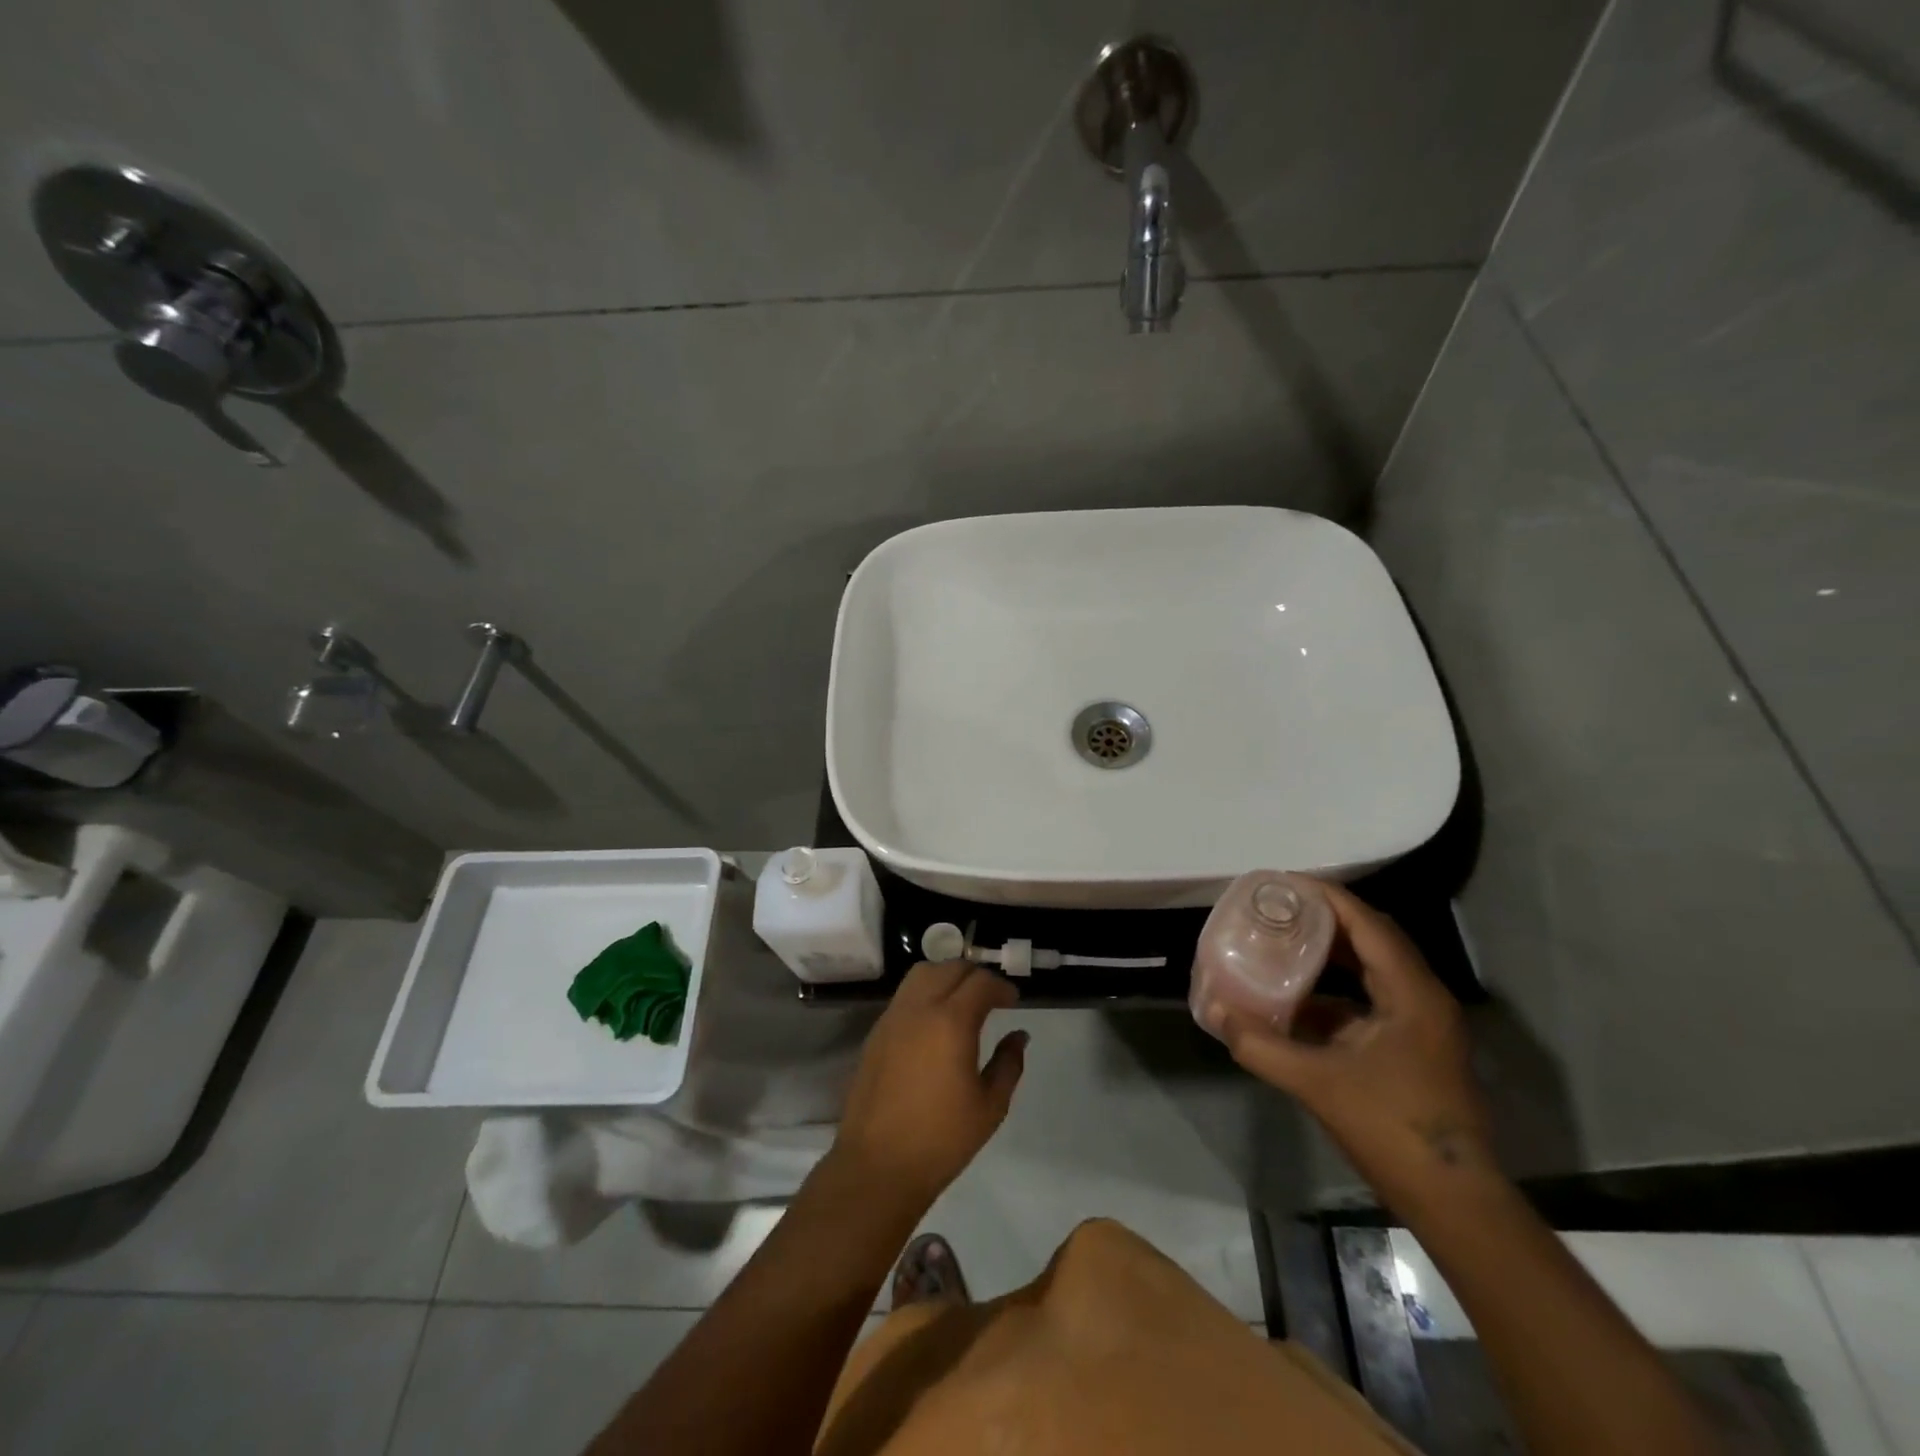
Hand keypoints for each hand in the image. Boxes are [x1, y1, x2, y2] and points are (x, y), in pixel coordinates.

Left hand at [833, 961, 1026, 1209]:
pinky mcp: (876, 1032)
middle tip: (992, 998)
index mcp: (951, 1022)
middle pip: (950, 968)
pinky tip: (935, 1022)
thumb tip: (1018, 1036)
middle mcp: (919, 1008)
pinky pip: (904, 996)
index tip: (1013, 1002)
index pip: (980, 982)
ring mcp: (893, 1017)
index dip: (1001, 987)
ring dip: (946, 977)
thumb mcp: (990, 1106)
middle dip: (975, 976)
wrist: (878, 1165)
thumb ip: (1008, 1063)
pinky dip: (925, 993)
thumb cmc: (942, 1139)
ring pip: (922, 973)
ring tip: (962, 1001)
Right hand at [1206, 880, 1496, 1208]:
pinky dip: (1336, 989)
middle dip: (1326, 918)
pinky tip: (1299, 997)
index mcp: (1411, 993)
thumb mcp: (1317, 1083)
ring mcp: (1421, 1023)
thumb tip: (1214, 1012)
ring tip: (1284, 940)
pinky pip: (1371, 998)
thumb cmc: (1392, 1129)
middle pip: (1373, 938)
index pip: (1367, 924)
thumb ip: (1261, 1045)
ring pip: (1373, 969)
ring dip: (1331, 953)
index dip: (1327, 897)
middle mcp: (1422, 997)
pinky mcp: (1413, 1046)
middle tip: (1279, 907)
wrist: (1453, 1200)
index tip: (1284, 882)